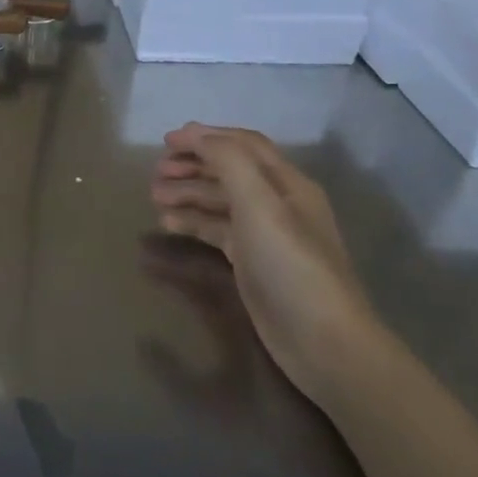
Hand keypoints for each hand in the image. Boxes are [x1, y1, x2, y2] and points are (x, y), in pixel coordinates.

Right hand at [150, 125, 380, 406]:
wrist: (322, 341)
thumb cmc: (290, 265)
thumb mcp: (260, 205)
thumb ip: (228, 163)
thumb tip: (196, 135)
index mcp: (287, 183)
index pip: (243, 145)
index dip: (205, 136)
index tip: (165, 140)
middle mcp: (278, 203)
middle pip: (230, 171)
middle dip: (192, 165)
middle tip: (156, 172)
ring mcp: (265, 234)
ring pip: (220, 201)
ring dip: (188, 193)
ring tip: (154, 197)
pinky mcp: (252, 262)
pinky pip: (217, 230)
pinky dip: (193, 221)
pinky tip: (169, 223)